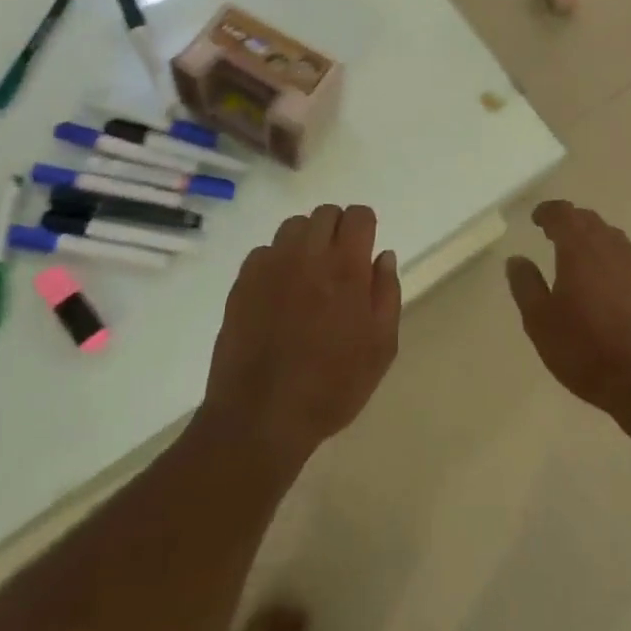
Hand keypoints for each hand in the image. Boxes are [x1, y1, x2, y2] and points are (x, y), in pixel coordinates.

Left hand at [203, 204, 400, 469]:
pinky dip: (277, 260)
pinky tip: (279, 291)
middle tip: (340, 263)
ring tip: (309, 274)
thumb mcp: (381, 348)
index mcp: (347, 267)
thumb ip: (387, 294)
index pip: (358, 215)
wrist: (262, 417)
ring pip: (293, 226)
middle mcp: (308, 255)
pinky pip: (264, 251)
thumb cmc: (332, 386)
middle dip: (338, 229)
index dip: (365, 226)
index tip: (365, 247)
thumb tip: (383, 256)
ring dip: (307, 240)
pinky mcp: (242, 282)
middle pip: (325, 213)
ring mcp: (270, 266)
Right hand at [506, 201, 630, 431]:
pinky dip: (610, 258)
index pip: (563, 214)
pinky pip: (627, 259)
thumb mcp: (540, 321)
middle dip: (570, 221)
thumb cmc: (586, 349)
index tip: (537, 218)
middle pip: (590, 221)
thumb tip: (516, 259)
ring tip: (578, 253)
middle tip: (554, 232)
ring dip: (593, 236)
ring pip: (612, 237)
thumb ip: (526, 286)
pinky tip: (606, 281)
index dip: (548, 212)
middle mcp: (611, 249)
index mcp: (580, 250)